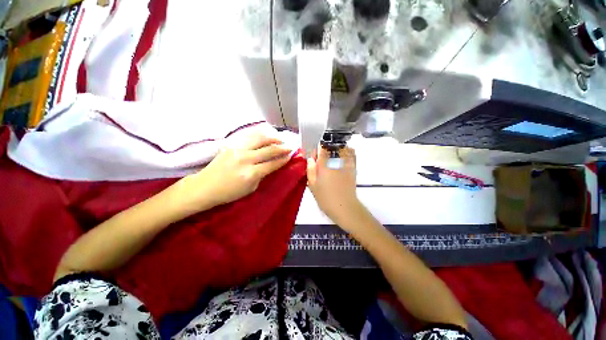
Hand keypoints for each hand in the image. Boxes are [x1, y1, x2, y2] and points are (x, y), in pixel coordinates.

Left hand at [185, 133, 291, 208]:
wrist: (204, 187)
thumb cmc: (228, 193)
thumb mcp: (250, 189)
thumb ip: (262, 175)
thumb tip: (271, 165)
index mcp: (251, 174)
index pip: (272, 163)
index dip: (283, 159)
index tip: (291, 155)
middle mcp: (245, 159)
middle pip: (269, 149)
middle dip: (282, 147)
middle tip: (290, 146)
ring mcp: (237, 149)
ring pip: (259, 138)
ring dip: (272, 138)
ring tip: (280, 138)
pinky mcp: (231, 144)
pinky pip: (249, 137)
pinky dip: (260, 135)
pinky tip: (266, 135)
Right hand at [306, 147, 360, 227]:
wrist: (344, 207)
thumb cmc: (325, 198)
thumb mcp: (313, 185)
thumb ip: (311, 170)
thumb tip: (311, 159)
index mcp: (324, 164)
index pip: (322, 147)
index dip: (317, 149)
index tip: (315, 155)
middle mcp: (336, 160)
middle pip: (332, 146)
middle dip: (326, 149)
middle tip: (322, 158)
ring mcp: (346, 163)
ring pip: (342, 148)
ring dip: (336, 149)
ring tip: (332, 157)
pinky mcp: (353, 168)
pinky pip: (352, 154)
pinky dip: (347, 152)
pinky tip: (342, 158)